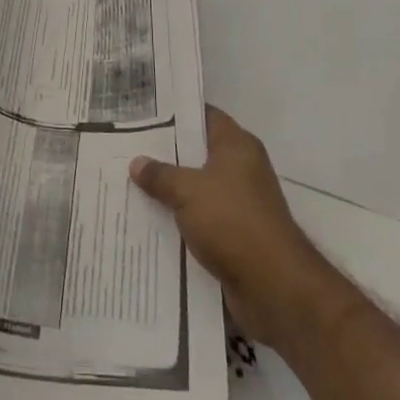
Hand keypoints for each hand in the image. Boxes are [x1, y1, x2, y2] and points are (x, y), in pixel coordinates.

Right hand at [130, 105, 344, 352]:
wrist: (274, 287)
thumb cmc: (232, 222)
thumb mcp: (188, 191)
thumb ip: (160, 175)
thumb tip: (136, 162)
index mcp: (237, 146)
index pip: (204, 116)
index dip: (176, 112)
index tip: (143, 112)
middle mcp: (241, 169)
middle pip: (198, 153)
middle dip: (165, 153)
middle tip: (126, 147)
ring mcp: (240, 204)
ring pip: (196, 189)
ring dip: (169, 191)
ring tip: (129, 183)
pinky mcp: (235, 236)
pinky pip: (200, 220)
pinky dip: (179, 221)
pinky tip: (148, 220)